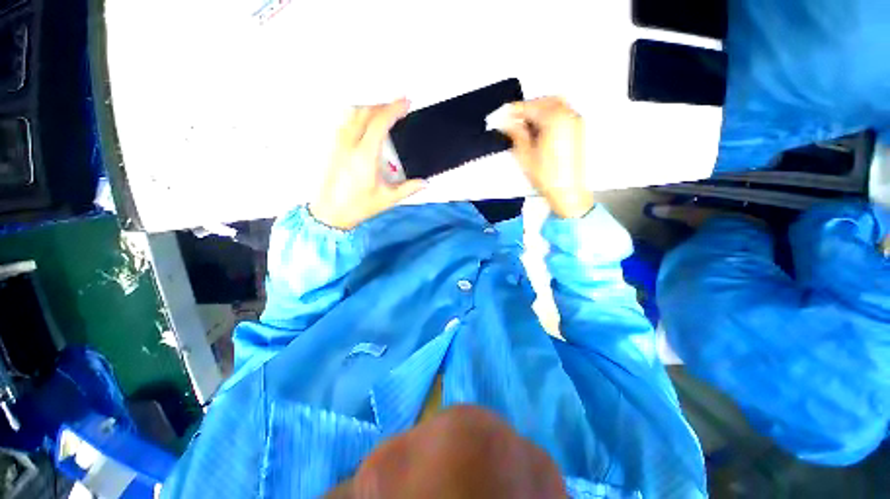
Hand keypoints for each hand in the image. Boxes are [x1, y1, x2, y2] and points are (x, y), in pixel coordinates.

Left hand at [309, 99, 426, 229]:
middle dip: (383, 104)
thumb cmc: (358, 206)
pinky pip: (344, 120)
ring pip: (352, 113)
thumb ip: (408, 189)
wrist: (329, 213)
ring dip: (370, 106)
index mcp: (365, 156)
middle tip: (398, 105)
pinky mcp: (332, 146)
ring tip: (383, 109)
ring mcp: (337, 143)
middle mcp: (349, 144)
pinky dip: (357, 114)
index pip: (379, 123)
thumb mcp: (387, 199)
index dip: (394, 109)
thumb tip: (425, 183)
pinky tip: (364, 119)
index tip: (406, 102)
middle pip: (365, 112)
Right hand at [495, 97, 592, 218]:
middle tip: (511, 120)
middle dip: (527, 108)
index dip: (513, 110)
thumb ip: (516, 134)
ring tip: (524, 125)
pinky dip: (548, 116)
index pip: (530, 107)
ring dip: (538, 110)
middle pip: (544, 101)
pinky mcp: (577, 130)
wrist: (568, 190)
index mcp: (554, 120)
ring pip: (554, 105)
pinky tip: (538, 129)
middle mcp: (568, 115)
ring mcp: (575, 122)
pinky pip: (562, 113)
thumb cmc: (547, 176)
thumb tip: (506, 122)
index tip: (501, 115)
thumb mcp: (525, 155)